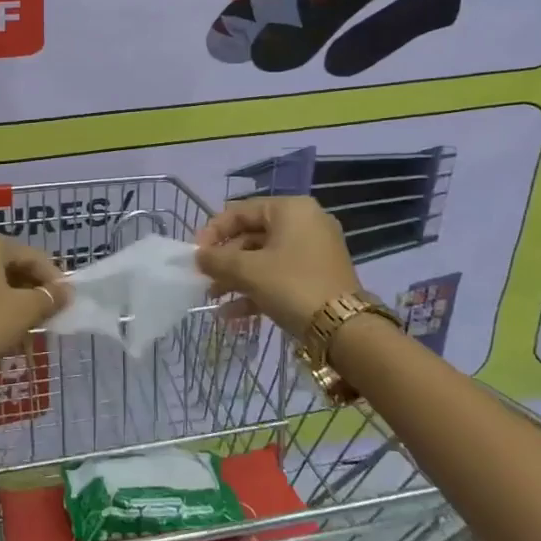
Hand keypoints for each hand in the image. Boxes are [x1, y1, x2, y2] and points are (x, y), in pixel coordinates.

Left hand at [0, 231, 67, 379]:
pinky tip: (5, 324)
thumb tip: (66, 291)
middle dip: (32, 287)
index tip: (67, 300)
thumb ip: (48, 298)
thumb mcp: (23, 311)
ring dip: (14, 297)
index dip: (52, 277)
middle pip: (10, 264)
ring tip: (32, 320)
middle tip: (50, 311)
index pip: (30, 255)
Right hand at [193, 197, 359, 338]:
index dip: (213, 231)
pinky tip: (233, 314)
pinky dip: (257, 289)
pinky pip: (279, 275)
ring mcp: (314, 250)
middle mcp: (305, 222)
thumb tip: (198, 256)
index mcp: (290, 209)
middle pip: (251, 235)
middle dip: (225, 260)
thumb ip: (217, 259)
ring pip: (264, 258)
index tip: (194, 254)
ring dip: (237, 278)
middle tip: (203, 279)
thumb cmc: (292, 286)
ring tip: (213, 298)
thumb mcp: (249, 271)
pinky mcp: (318, 276)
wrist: (345, 331)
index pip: (240, 211)